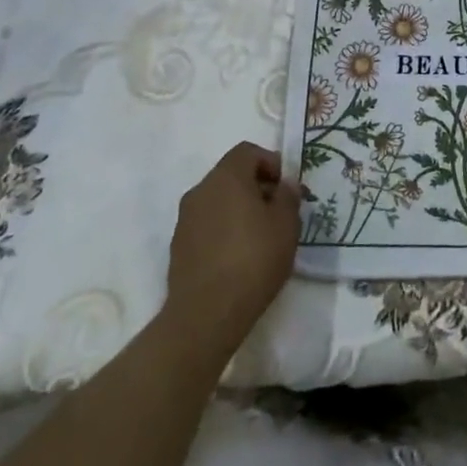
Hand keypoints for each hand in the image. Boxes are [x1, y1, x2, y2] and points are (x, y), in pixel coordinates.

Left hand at [162, 143, 303, 360]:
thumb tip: (284, 185)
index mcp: (226, 177)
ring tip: (260, 237)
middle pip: (231, 175)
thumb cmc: (253, 259)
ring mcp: (185, 220)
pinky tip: (238, 256)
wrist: (206, 314)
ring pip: (217, 201)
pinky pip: (206, 225)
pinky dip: (223, 230)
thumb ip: (288, 196)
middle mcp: (200, 191)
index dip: (270, 162)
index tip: (284, 187)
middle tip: (277, 212)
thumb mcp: (286, 224)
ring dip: (239, 209)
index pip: (247, 151)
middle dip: (256, 187)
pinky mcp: (178, 247)